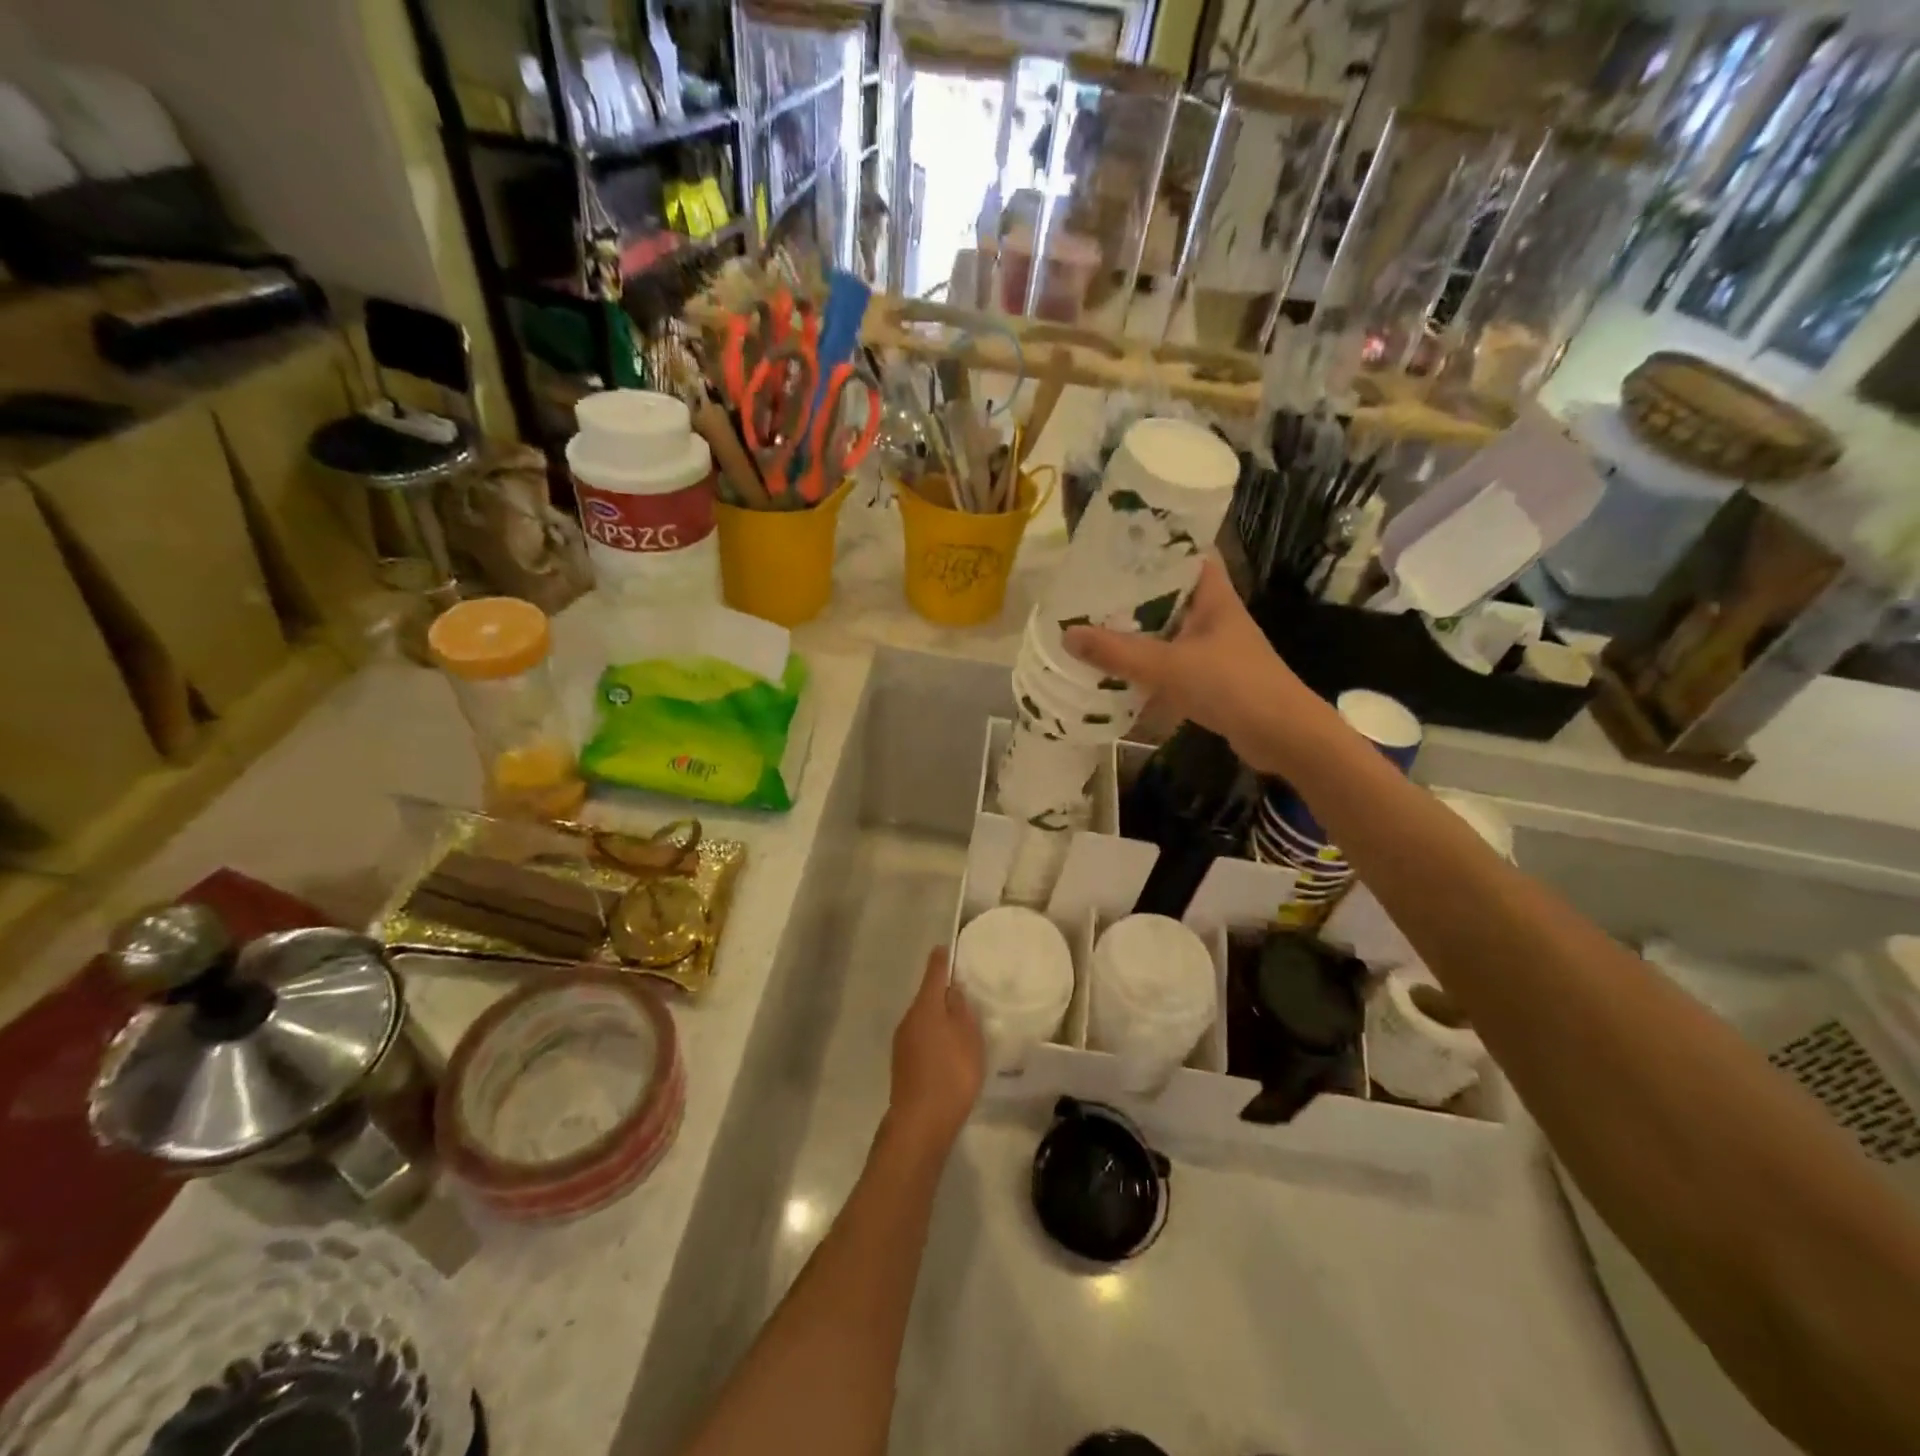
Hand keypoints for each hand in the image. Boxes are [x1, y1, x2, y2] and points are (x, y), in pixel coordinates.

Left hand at [888, 947, 983, 1147]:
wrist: (920, 1122)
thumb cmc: (951, 1074)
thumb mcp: (968, 1038)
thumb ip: (961, 1009)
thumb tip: (952, 989)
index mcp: (925, 1006)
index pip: (933, 972)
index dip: (942, 959)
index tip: (948, 948)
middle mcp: (909, 1018)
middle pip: (927, 997)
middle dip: (943, 992)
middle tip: (964, 991)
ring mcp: (902, 1042)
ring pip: (923, 1019)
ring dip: (938, 1017)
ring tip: (960, 1024)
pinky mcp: (902, 1063)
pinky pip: (921, 1039)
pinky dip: (933, 1037)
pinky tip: (948, 1051)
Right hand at [1063, 558, 1327, 775]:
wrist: (1283, 737)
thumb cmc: (1233, 686)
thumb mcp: (1169, 666)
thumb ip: (1118, 652)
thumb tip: (1067, 634)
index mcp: (1213, 597)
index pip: (1188, 554)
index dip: (1158, 545)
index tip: (1117, 545)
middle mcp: (1214, 617)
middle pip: (1170, 594)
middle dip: (1133, 593)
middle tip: (1090, 589)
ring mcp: (1214, 650)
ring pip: (1168, 632)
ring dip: (1138, 632)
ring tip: (1094, 626)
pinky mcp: (1211, 680)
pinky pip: (1171, 665)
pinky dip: (1147, 667)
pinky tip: (1117, 672)